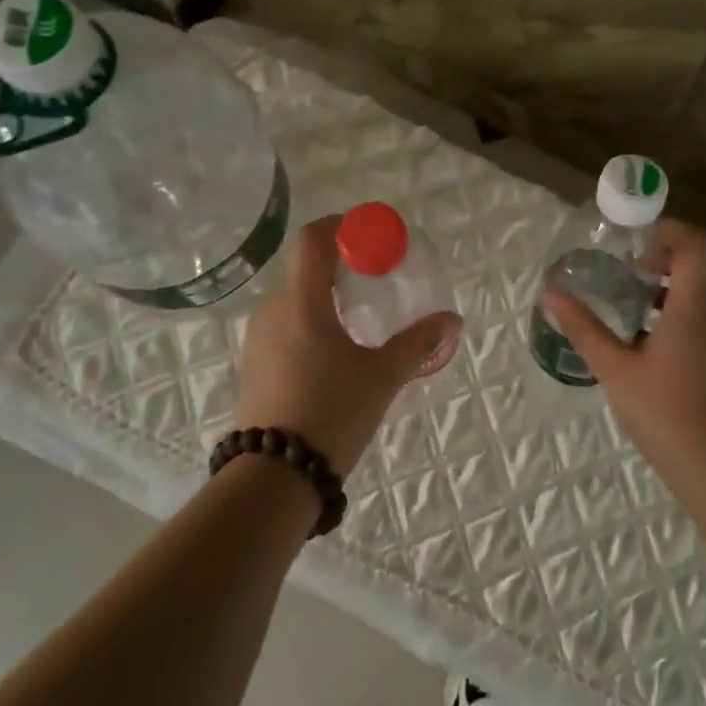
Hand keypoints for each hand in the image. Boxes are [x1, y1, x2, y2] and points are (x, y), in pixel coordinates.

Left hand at [233, 214, 460, 476]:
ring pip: (294, 298)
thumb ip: (418, 343)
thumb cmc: (330, 414)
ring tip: (358, 320)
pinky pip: (283, 325)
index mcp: (301, 302)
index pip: (312, 239)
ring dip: (324, 297)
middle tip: (374, 281)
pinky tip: (332, 353)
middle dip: (340, 266)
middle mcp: (273, 310)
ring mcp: (257, 338)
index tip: (370, 237)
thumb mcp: (382, 377)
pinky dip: (309, 322)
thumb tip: (452, 320)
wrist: (272, 478)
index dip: (340, 227)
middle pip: (305, 268)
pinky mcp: (253, 364)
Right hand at [542, 220, 705, 485]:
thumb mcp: (615, 369)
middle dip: (658, 264)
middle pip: (695, 267)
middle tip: (621, 277)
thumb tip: (550, 293)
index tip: (633, 246)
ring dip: (666, 293)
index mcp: (695, 304)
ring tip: (628, 312)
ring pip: (700, 296)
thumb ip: (583, 327)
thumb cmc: (666, 413)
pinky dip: (679, 317)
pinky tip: (649, 349)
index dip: (667, 233)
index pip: (694, 243)